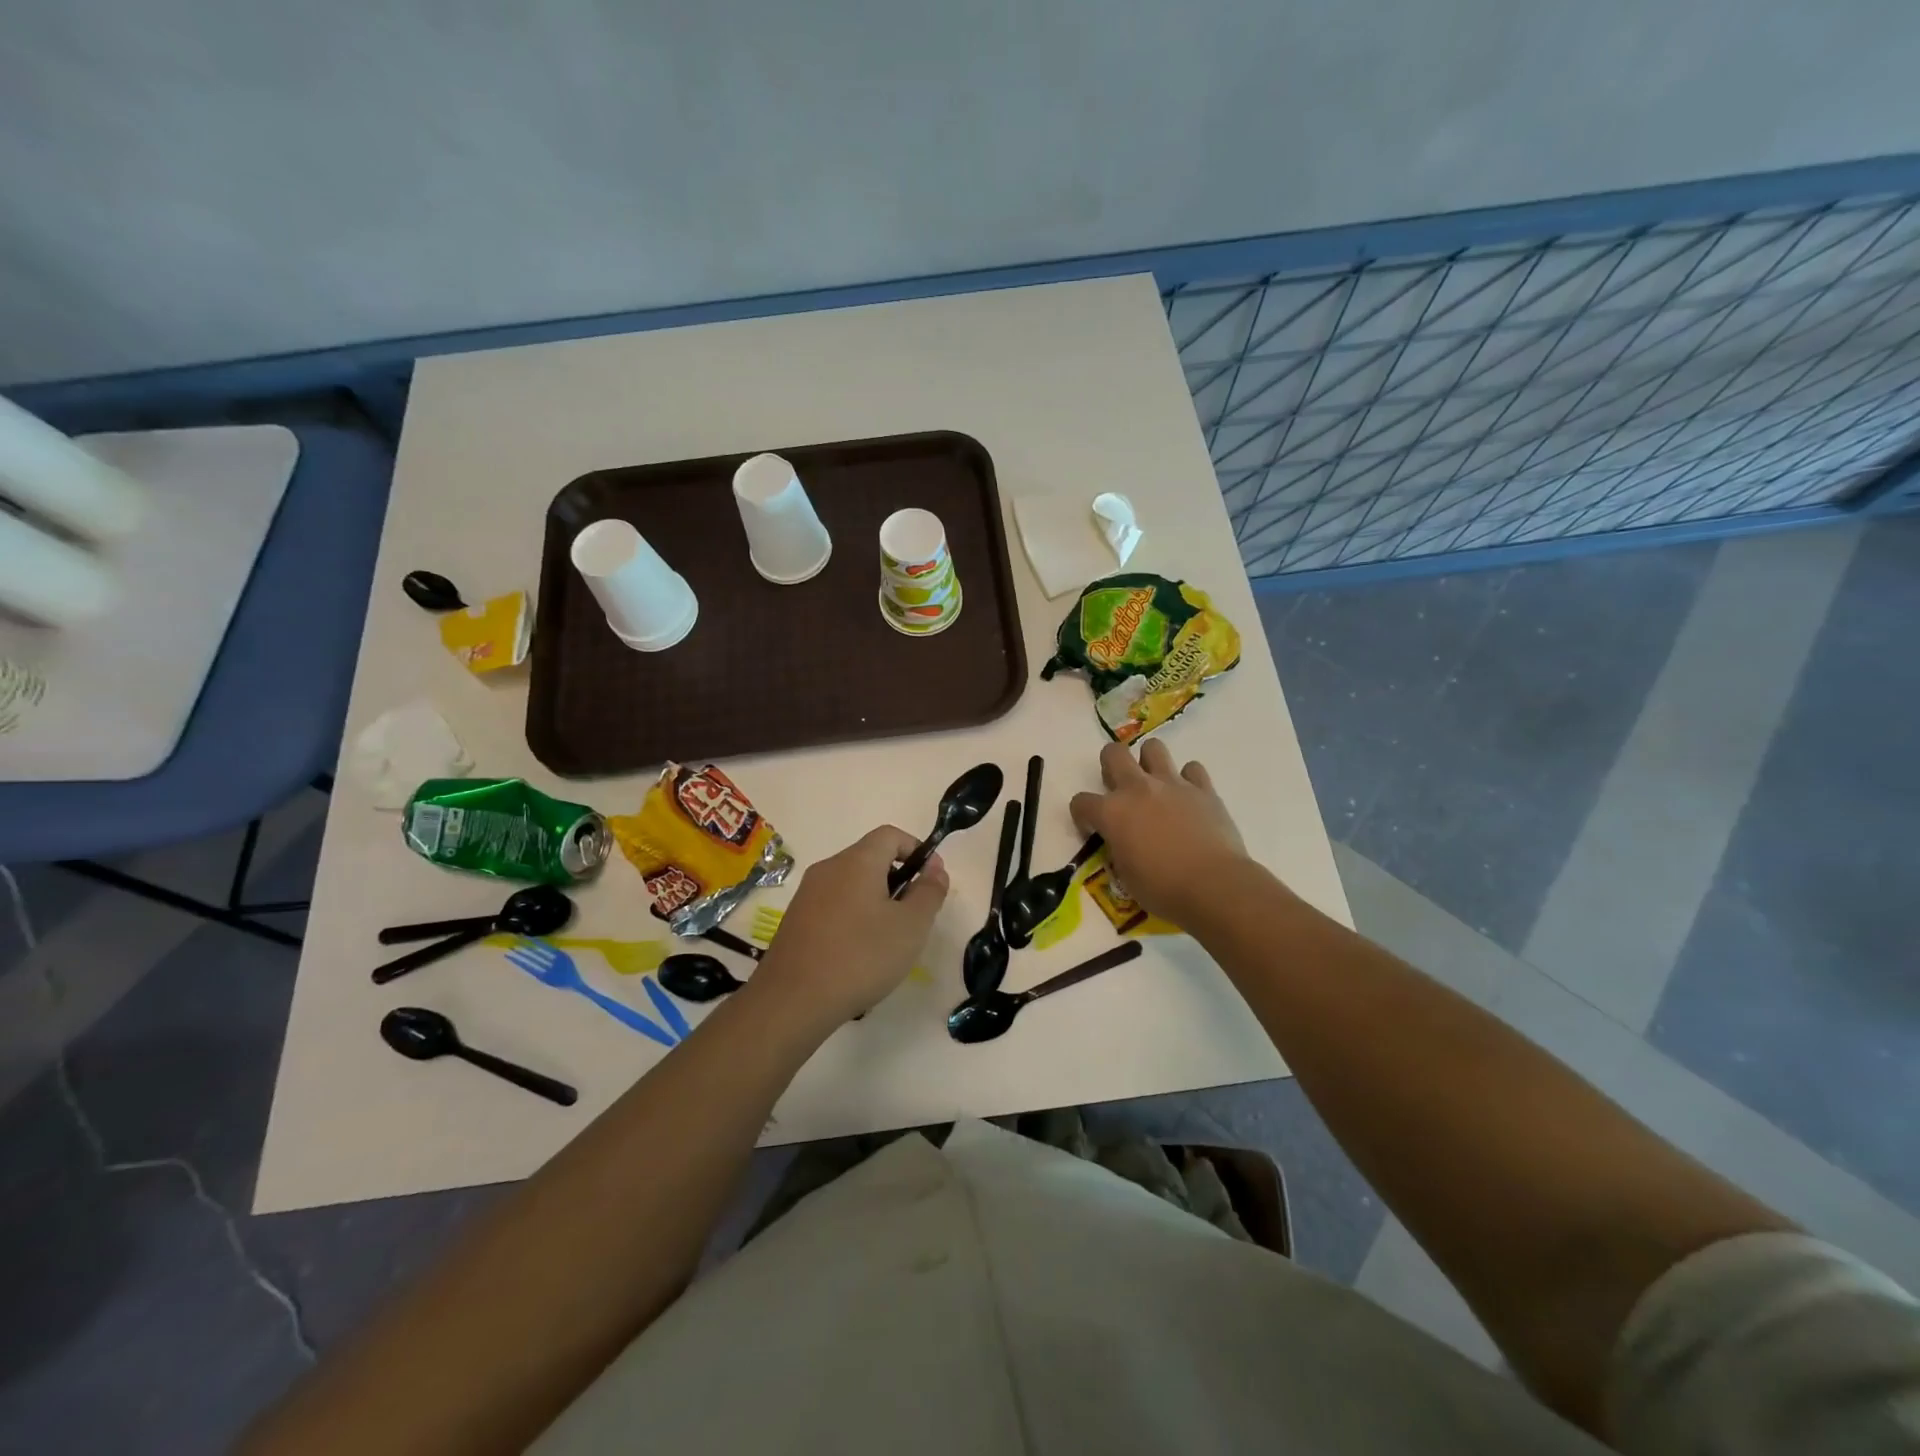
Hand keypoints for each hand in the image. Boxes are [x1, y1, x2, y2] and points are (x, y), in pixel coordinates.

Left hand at [748, 826, 947, 1030]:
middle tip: (912, 916)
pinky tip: (857, 953)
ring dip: (875, 900)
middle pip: (870, 858)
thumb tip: (935, 867)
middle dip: (897, 879)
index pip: (890, 834)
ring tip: (887, 939)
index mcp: (857, 861)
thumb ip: (929, 892)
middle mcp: (828, 868)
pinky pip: (833, 904)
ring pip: (851, 883)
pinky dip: (852, 916)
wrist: (793, 1001)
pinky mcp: (795, 919)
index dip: (915, 849)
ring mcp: (807, 893)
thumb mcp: (911, 926)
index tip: (930, 881)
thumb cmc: (861, 957)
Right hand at [1069, 740, 1249, 924]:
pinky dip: (1188, 779)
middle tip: (1118, 787)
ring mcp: (1172, 785)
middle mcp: (1138, 789)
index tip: (1092, 829)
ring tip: (1155, 785)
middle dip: (1110, 765)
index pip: (1081, 802)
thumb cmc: (1163, 889)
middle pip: (1113, 753)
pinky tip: (1189, 798)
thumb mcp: (1125, 875)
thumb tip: (1123, 843)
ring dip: (1149, 762)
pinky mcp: (1204, 789)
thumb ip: (1118, 849)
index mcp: (1112, 812)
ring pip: (1154, 748)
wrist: (1214, 886)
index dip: (1082, 815)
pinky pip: (1192, 769)